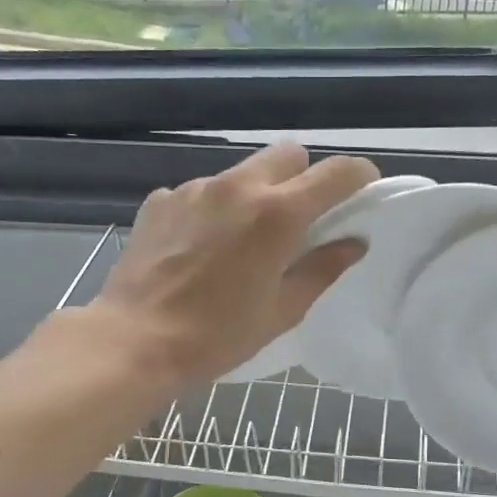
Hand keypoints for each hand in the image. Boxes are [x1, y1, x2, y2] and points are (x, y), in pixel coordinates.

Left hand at [90, 142, 378, 388]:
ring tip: (242, 240)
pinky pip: (202, 191)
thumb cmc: (218, 335)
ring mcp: (195, 188)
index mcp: (278, 215)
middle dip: (303, 178)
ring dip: (256, 194)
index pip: (337, 173)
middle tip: (298, 221)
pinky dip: (214, 209)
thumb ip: (323, 269)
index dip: (359, 178)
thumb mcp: (282, 311)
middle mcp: (238, 186)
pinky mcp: (162, 200)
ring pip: (243, 172)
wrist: (135, 341)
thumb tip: (354, 242)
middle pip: (288, 154)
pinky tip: (200, 247)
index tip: (361, 194)